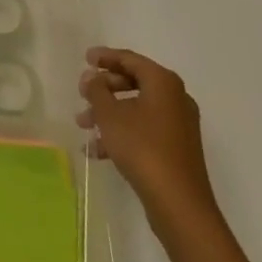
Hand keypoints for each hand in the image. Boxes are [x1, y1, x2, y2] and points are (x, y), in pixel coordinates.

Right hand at [77, 46, 219, 231]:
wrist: (179, 204)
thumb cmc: (143, 148)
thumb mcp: (110, 115)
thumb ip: (97, 90)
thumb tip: (92, 77)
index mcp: (163, 83)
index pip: (130, 59)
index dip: (105, 57)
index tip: (85, 58)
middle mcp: (175, 99)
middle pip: (134, 83)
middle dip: (104, 89)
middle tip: (82, 93)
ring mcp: (178, 126)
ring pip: (136, 109)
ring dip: (108, 114)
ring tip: (83, 124)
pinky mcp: (176, 149)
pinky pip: (144, 131)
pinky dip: (121, 134)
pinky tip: (96, 151)